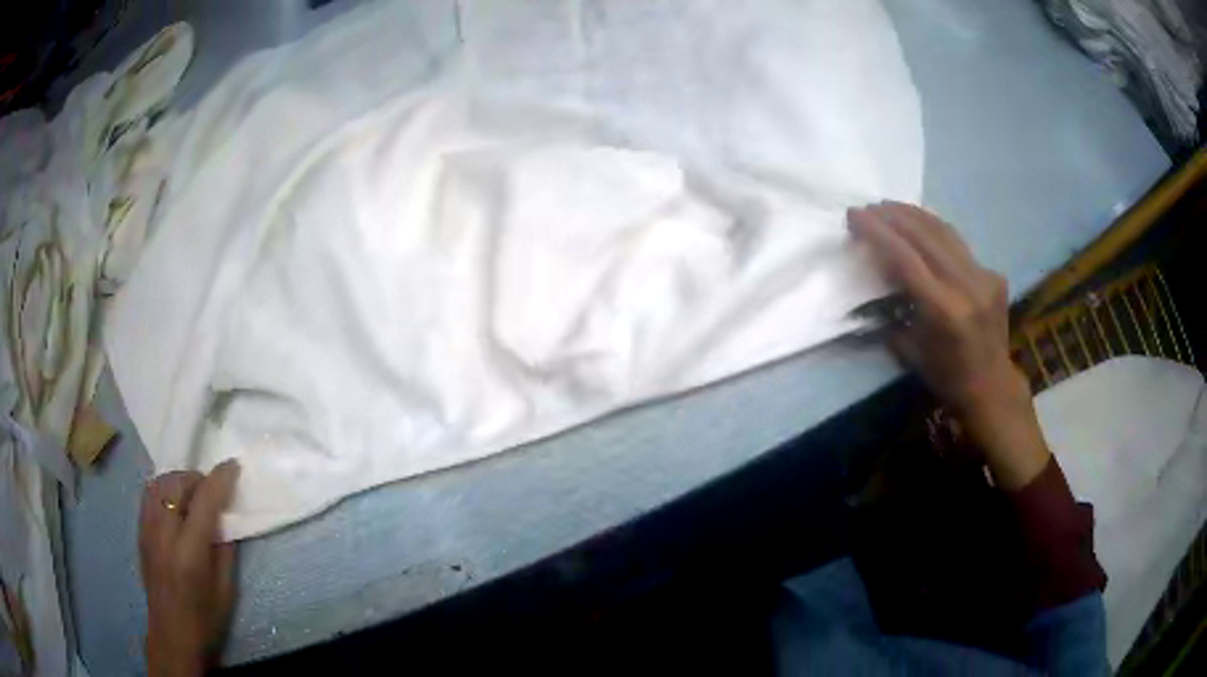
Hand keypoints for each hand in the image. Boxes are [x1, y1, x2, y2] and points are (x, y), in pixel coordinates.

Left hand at [139, 461, 240, 676]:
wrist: (172, 634)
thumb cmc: (205, 618)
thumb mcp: (226, 589)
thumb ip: (225, 548)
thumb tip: (226, 517)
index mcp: (190, 551)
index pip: (204, 501)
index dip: (220, 479)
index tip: (233, 465)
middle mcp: (164, 533)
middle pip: (176, 483)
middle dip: (196, 478)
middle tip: (212, 489)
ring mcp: (147, 530)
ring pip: (159, 483)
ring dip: (178, 480)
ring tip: (192, 493)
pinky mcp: (140, 531)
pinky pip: (149, 495)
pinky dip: (164, 489)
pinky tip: (174, 504)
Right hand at [848, 202, 1049, 489]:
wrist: (991, 386)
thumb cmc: (945, 377)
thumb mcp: (909, 351)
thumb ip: (892, 311)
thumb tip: (875, 279)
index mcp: (942, 309)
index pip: (904, 256)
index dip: (877, 231)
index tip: (854, 215)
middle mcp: (965, 285)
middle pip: (924, 235)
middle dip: (893, 215)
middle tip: (869, 207)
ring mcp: (983, 276)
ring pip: (945, 231)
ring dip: (914, 215)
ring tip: (891, 207)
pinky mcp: (993, 274)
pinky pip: (959, 245)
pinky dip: (936, 232)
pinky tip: (923, 228)